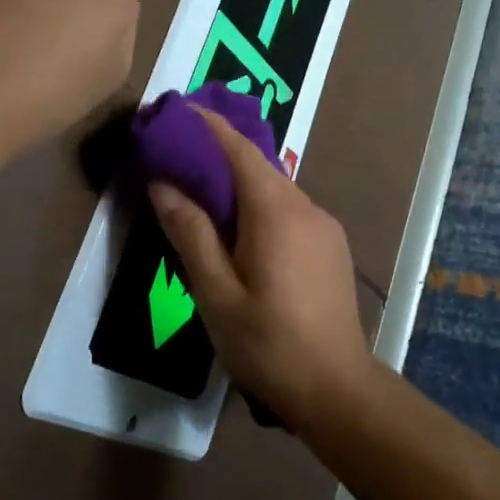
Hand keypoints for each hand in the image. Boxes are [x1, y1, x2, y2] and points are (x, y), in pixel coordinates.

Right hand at [149, 112, 373, 432]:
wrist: (336, 388)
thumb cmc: (268, 344)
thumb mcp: (216, 293)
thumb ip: (191, 233)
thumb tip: (163, 183)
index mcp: (277, 212)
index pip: (240, 150)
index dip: (209, 126)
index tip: (178, 110)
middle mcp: (307, 208)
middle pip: (259, 167)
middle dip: (219, 153)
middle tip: (177, 153)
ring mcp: (325, 228)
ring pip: (276, 190)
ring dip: (239, 183)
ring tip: (201, 191)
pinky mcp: (331, 249)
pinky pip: (289, 212)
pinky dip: (259, 206)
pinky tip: (239, 229)